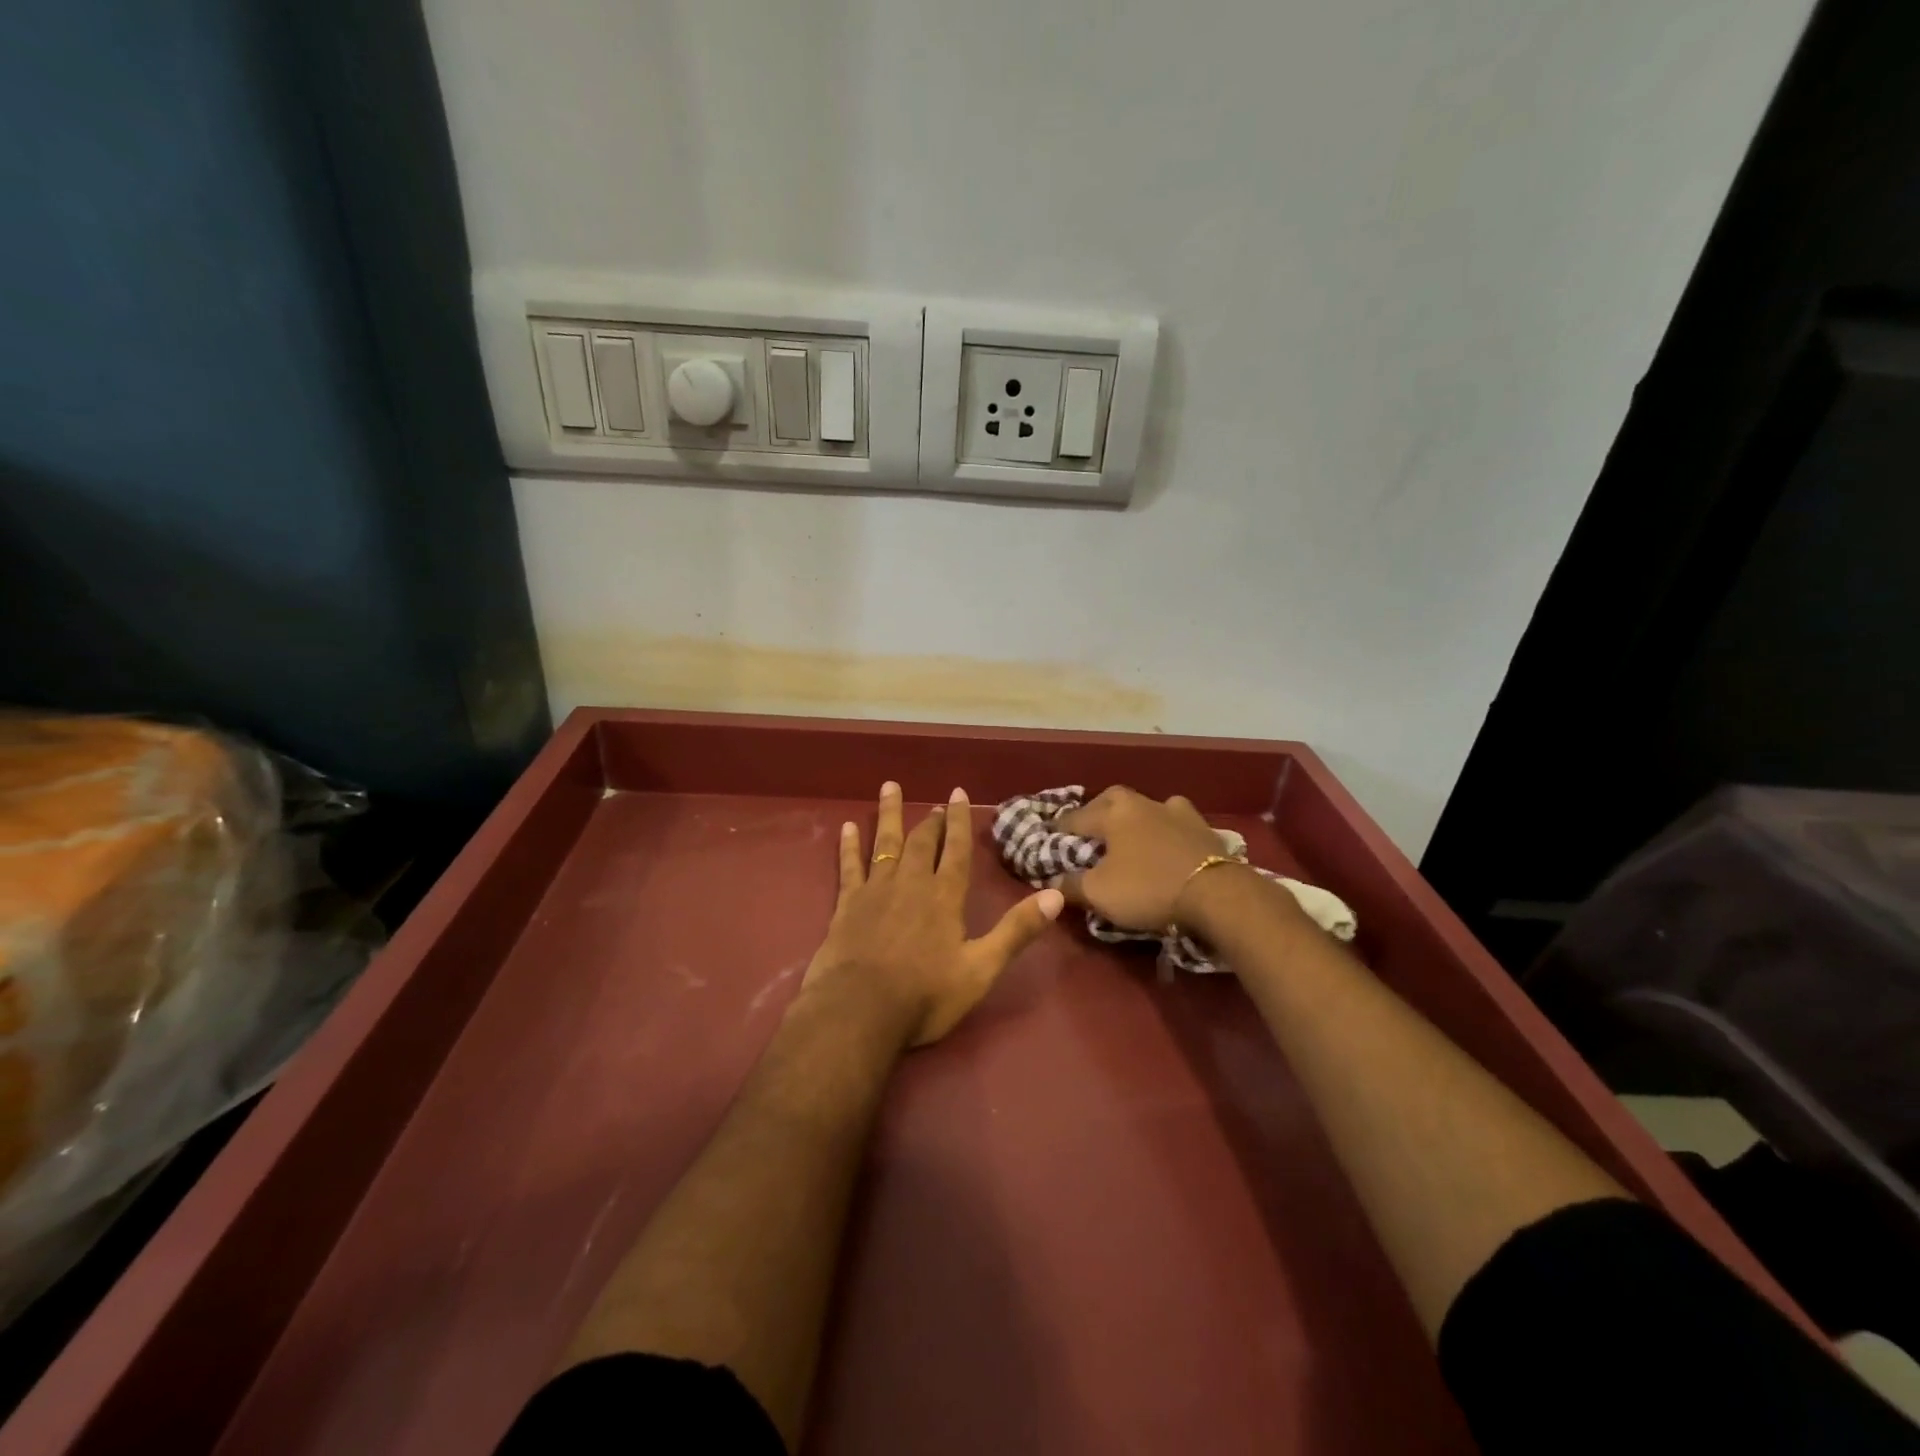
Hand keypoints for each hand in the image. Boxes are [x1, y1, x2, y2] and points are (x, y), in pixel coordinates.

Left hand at [801, 782, 1064, 1047]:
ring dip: (889, 815)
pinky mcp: (847, 904)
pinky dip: (848, 846)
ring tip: (890, 787)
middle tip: (936, 805)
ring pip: (885, 843)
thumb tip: (1055, 895)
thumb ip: (1016, 931)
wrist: (859, 1011)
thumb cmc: (925, 995)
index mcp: (944, 897)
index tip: (958, 793)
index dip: (959, 821)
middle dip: (931, 821)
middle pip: (922, 842)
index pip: (955, 850)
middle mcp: (910, 883)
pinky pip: (849, 866)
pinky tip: (846, 827)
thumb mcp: (981, 969)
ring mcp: (875, 891)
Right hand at [1054, 786, 1239, 931]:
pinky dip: (1165, 828)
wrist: (1217, 894)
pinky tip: (1166, 839)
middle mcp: (1142, 803)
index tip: (1047, 837)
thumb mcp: (1099, 893)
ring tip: (1128, 835)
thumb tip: (1052, 881)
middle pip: (1111, 801)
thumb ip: (1070, 885)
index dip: (1058, 829)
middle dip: (1096, 813)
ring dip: (1133, 818)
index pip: (1075, 817)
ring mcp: (1176, 812)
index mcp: (1112, 814)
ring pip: (1145, 807)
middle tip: (1088, 831)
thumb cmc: (1148, 888)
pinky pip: (1175, 821)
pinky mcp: (1202, 828)